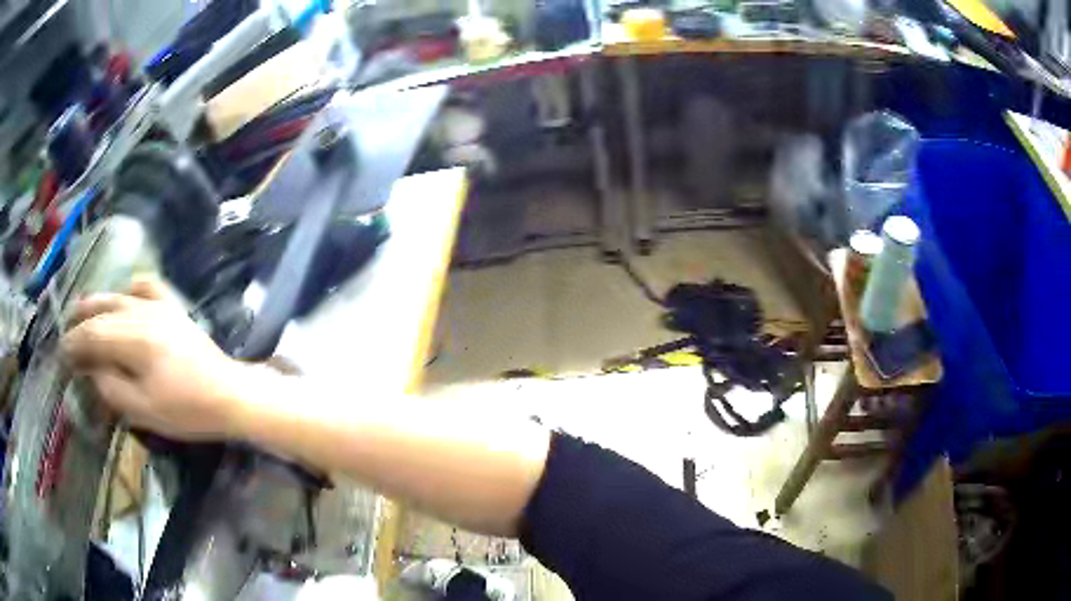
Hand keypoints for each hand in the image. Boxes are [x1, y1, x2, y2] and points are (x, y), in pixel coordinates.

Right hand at [62, 278, 252, 439]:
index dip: (73, 343)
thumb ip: (111, 387)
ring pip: (119, 296)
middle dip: (80, 320)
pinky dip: (130, 288)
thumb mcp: (143, 409)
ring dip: (97, 302)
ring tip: (80, 308)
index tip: (61, 354)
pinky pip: (147, 286)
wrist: (229, 394)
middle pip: (102, 311)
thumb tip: (90, 369)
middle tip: (65, 331)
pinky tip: (123, 294)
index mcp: (133, 339)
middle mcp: (143, 312)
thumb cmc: (187, 410)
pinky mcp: (173, 306)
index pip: (93, 335)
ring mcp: (160, 305)